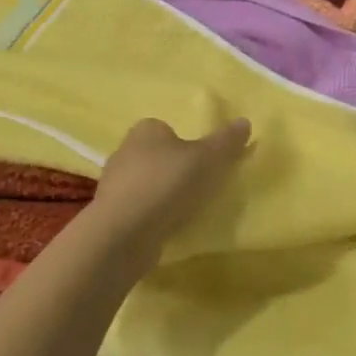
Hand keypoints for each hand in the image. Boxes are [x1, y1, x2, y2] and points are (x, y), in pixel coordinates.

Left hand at [88, 117, 251, 257]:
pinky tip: (168, 228)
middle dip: (175, 169)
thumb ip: (226, 141)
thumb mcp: (207, 159)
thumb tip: (245, 121)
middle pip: (157, 156)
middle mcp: (124, 152)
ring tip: (188, 210)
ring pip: (147, 184)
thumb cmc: (166, 184)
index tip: (204, 161)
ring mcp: (114, 185)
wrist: (123, 234)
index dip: (186, 143)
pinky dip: (153, 216)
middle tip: (200, 185)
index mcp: (145, 130)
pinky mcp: (111, 215)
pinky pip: (139, 209)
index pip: (167, 129)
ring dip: (164, 195)